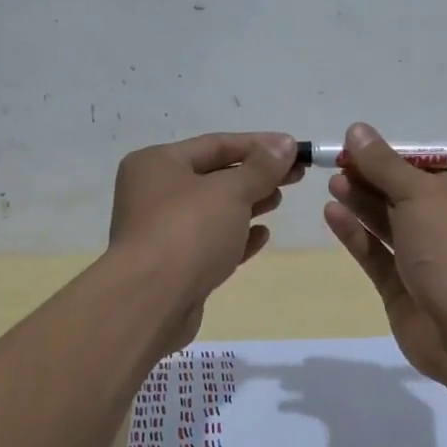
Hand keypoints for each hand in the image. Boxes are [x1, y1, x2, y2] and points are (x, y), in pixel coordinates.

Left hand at [109, 132, 301, 340]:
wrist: (150, 301)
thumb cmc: (188, 231)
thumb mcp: (230, 191)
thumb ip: (261, 168)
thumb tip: (285, 144)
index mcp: (157, 163)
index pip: (215, 144)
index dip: (258, 145)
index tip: (295, 148)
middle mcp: (153, 192)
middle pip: (214, 176)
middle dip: (255, 175)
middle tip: (296, 176)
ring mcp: (161, 231)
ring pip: (212, 210)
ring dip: (248, 204)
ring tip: (279, 200)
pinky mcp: (173, 266)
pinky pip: (209, 242)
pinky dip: (235, 236)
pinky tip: (262, 236)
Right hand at [323, 122, 446, 383]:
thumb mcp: (421, 194)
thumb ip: (385, 164)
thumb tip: (357, 129)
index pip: (425, 171)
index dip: (389, 158)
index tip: (354, 146)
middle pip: (403, 196)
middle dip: (371, 179)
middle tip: (336, 164)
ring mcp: (426, 262)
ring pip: (388, 225)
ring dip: (361, 203)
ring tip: (332, 183)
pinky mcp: (402, 290)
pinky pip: (376, 255)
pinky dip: (355, 234)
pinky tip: (332, 214)